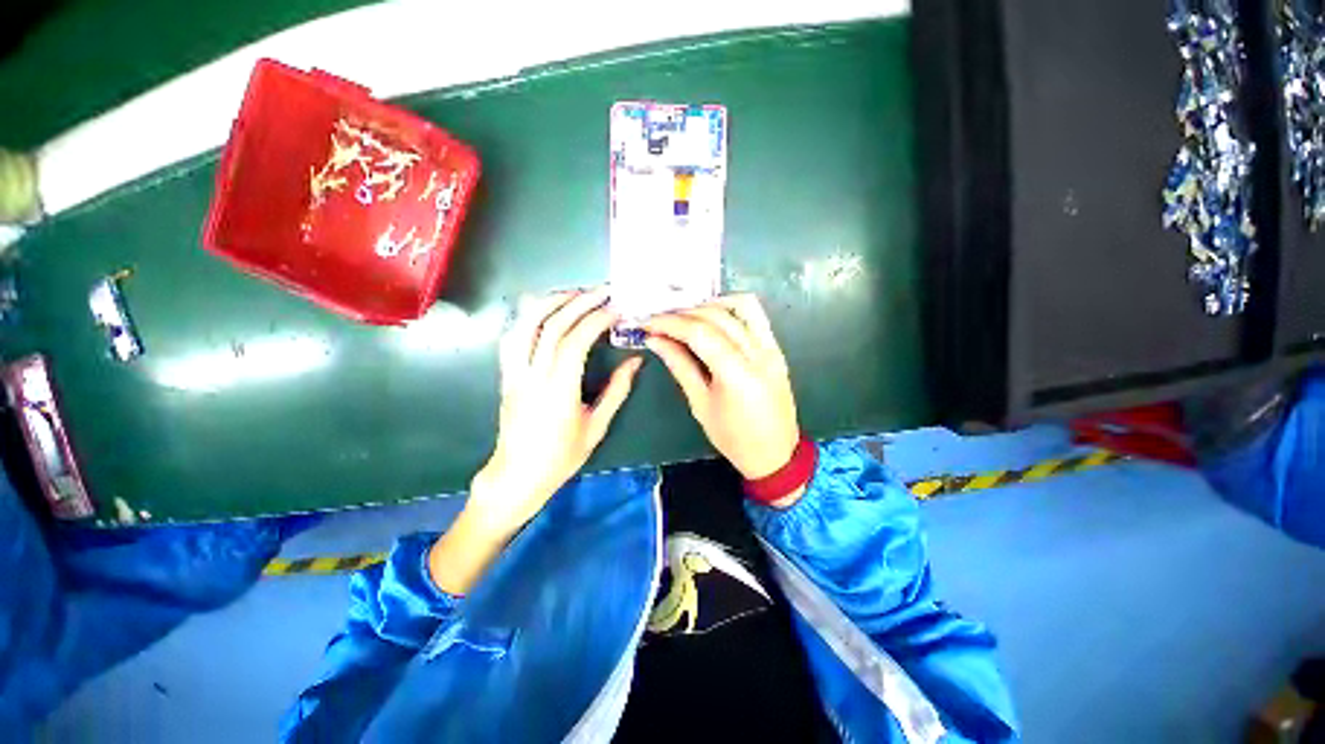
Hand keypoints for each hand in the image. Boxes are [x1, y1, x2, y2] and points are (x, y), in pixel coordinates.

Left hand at [430, 289, 640, 593]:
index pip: (575, 341)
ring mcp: (514, 372)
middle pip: (552, 325)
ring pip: (526, 324)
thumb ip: (617, 391)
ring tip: (576, 292)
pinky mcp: (506, 374)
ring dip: (551, 301)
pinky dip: (529, 316)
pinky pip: (513, 336)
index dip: (596, 319)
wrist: (517, 475)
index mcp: (558, 389)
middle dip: (579, 301)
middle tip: (602, 290)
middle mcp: (532, 374)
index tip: (616, 308)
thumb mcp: (596, 427)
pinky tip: (545, 310)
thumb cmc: (561, 457)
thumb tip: (636, 361)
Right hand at [643, 295, 800, 482]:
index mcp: (737, 375)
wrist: (775, 453)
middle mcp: (757, 354)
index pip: (699, 333)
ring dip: (709, 304)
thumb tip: (656, 341)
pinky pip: (756, 315)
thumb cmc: (733, 437)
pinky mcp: (776, 348)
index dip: (670, 323)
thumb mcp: (700, 405)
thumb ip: (680, 366)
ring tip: (686, 316)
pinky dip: (732, 307)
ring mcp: (771, 348)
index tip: (648, 323)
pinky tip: (713, 316)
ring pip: (740, 306)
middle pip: (716, 316)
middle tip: (660, 320)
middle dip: (683, 313)